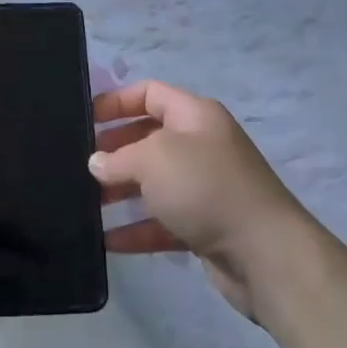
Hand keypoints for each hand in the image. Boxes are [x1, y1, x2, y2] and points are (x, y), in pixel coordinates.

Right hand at [90, 80, 310, 318]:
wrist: (265, 254)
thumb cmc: (206, 187)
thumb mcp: (154, 159)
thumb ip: (118, 157)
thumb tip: (97, 163)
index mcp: (195, 116)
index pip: (149, 93)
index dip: (116, 101)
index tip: (84, 117)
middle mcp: (201, 146)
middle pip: (149, 137)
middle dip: (114, 149)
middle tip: (81, 163)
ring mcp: (204, 187)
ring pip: (154, 182)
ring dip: (121, 191)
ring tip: (86, 201)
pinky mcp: (205, 226)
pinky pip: (162, 221)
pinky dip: (136, 228)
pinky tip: (106, 240)